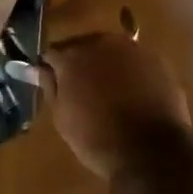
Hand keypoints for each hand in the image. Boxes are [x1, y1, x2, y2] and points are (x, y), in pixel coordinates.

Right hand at [39, 23, 191, 181]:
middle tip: (82, 88)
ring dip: (106, 64)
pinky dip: (131, 71)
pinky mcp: (156, 58)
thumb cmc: (97, 139)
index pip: (53, 52)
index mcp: (73, 56)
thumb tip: (36, 68)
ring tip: (109, 90)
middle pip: (83, 45)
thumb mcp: (63, 117)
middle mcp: (101, 42)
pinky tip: (133, 92)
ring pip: (111, 50)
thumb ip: (49, 86)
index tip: (52, 81)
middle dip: (80, 62)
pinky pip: (135, 60)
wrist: (150, 151)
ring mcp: (132, 48)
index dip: (51, 67)